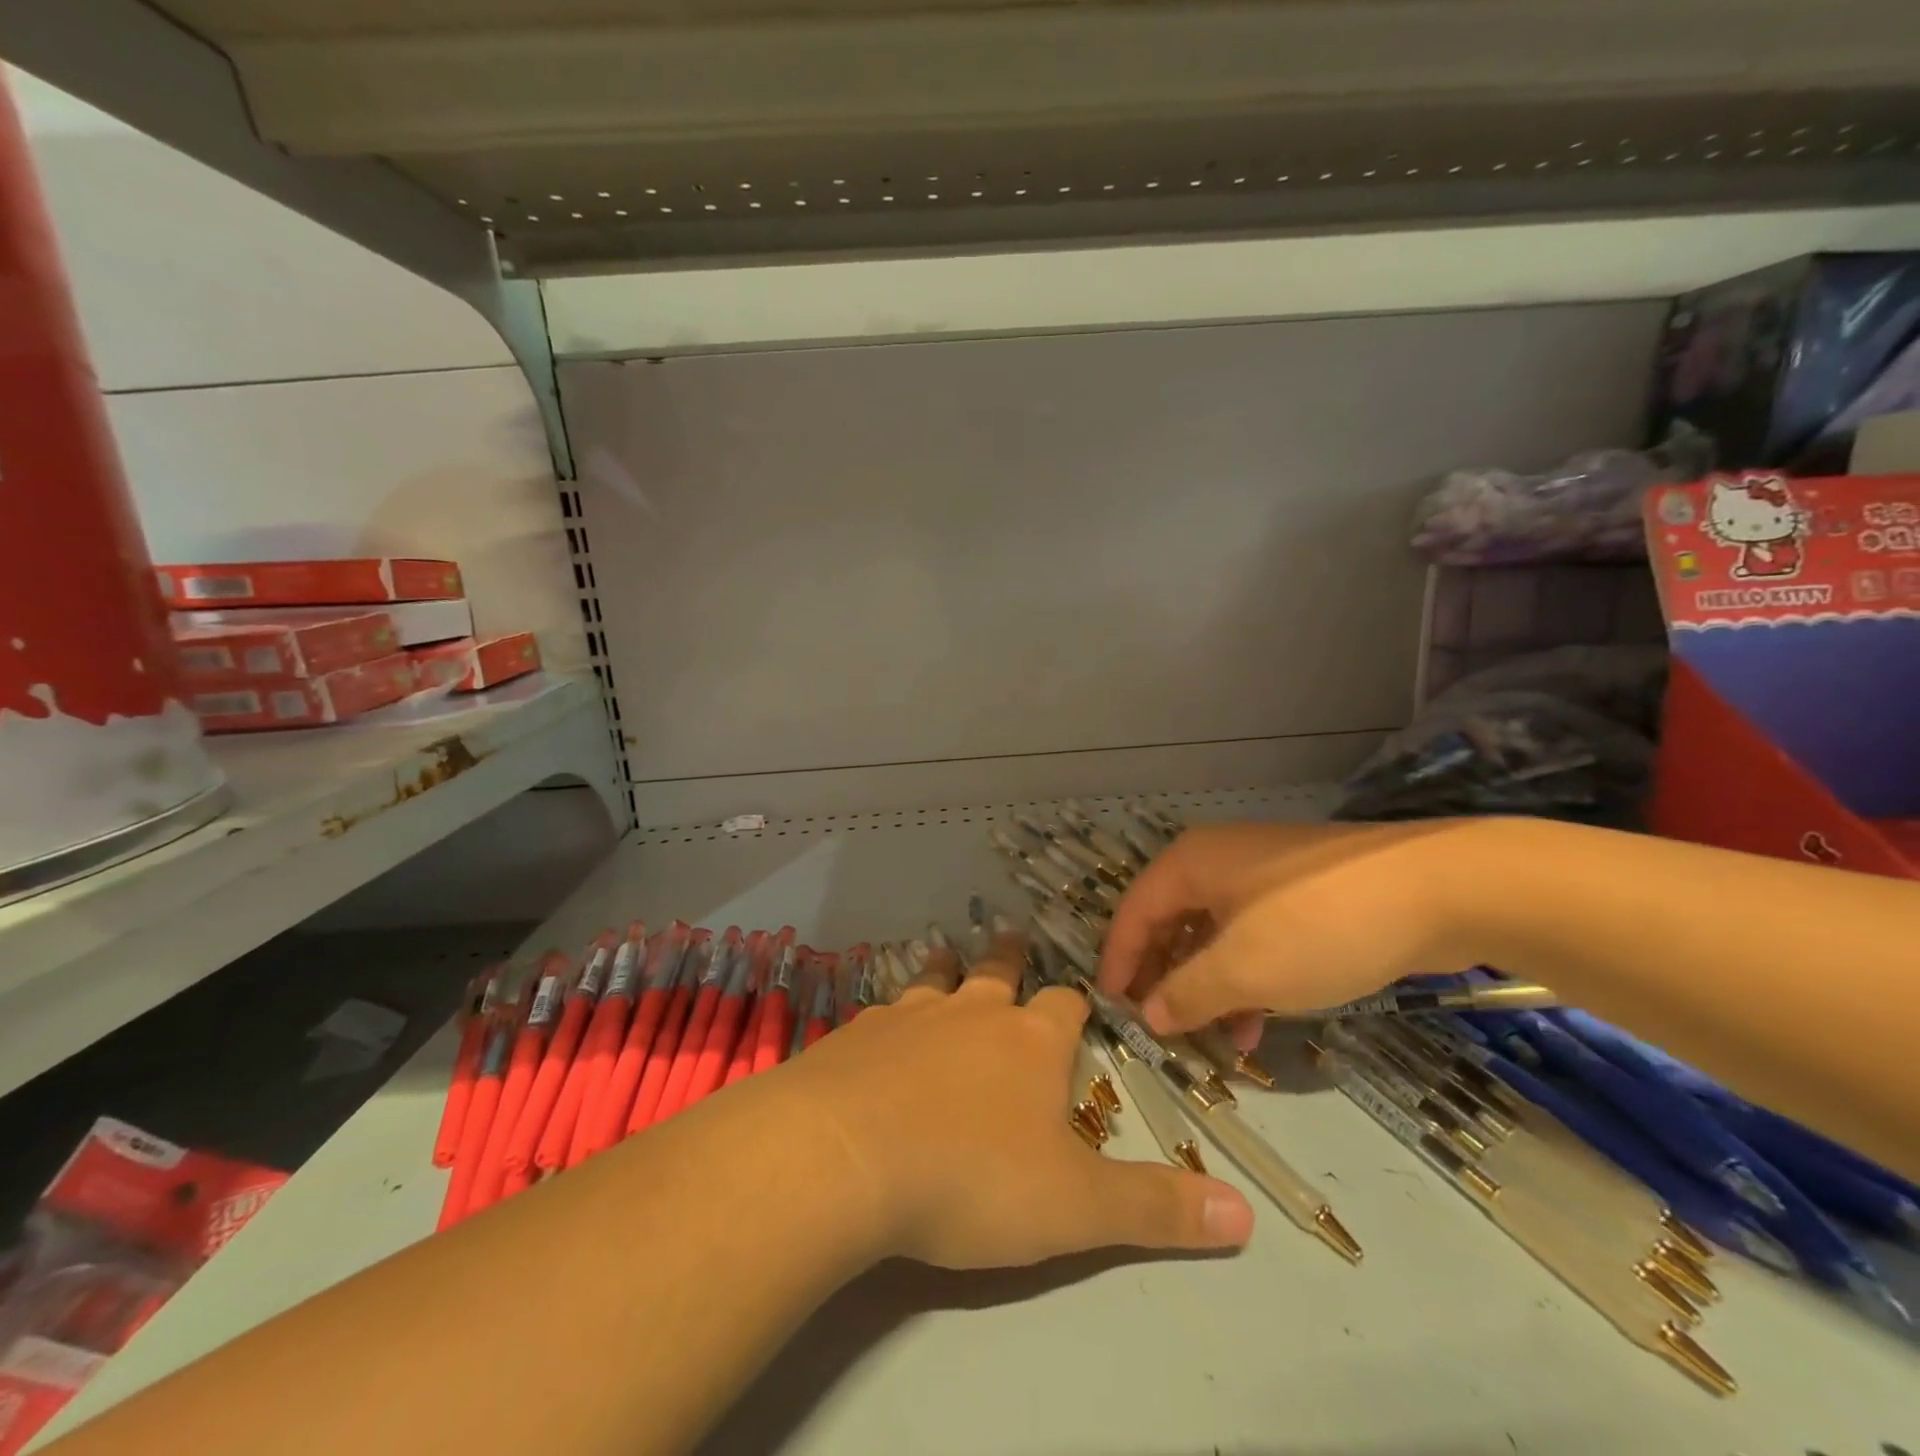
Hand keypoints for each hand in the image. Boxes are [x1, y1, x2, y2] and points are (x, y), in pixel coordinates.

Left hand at [782, 934, 1252, 1269]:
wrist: (844, 1156)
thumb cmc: (971, 1178)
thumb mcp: (1075, 1207)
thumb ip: (1155, 1208)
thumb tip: (1247, 1217)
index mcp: (1030, 1040)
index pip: (1066, 1004)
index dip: (1077, 1003)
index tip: (1080, 1003)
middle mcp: (971, 1012)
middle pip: (997, 971)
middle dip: (1010, 958)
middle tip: (1012, 939)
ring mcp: (908, 1015)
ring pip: (935, 979)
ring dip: (946, 970)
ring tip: (948, 957)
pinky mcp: (855, 1034)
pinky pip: (880, 1012)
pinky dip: (889, 1015)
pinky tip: (878, 1029)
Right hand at [1097, 820, 1486, 1037]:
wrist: (1439, 889)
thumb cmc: (1319, 925)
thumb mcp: (1243, 969)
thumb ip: (1187, 994)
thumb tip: (1148, 1015)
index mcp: (1191, 863)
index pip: (1134, 913)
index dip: (1118, 962)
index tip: (1110, 1008)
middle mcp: (1218, 861)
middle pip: (1172, 922)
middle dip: (1164, 977)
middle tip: (1158, 1026)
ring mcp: (1264, 874)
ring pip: (1215, 934)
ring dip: (1208, 985)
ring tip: (1211, 1036)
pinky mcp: (1303, 893)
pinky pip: (1254, 936)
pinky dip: (1246, 976)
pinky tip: (1259, 1019)